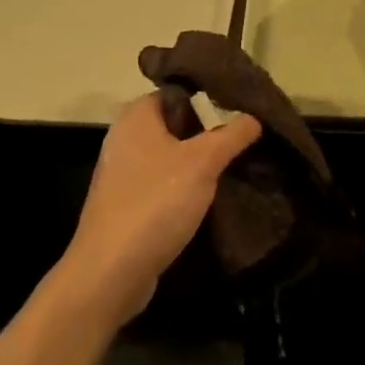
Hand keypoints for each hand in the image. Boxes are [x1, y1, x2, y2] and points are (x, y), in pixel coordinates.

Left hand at [59, 95, 261, 320]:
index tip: (242, 107)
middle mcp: (124, 138)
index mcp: (136, 116)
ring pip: (171, 157)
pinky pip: (163, 185)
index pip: (178, 92)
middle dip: (209, 132)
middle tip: (246, 137)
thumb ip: (231, 135)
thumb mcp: (203, 163)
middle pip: (176, 124)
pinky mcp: (126, 206)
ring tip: (237, 165)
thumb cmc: (155, 203)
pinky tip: (212, 198)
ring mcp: (123, 174)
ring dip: (199, 163)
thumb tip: (253, 116)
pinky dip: (185, 188)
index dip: (209, 96)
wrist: (110, 273)